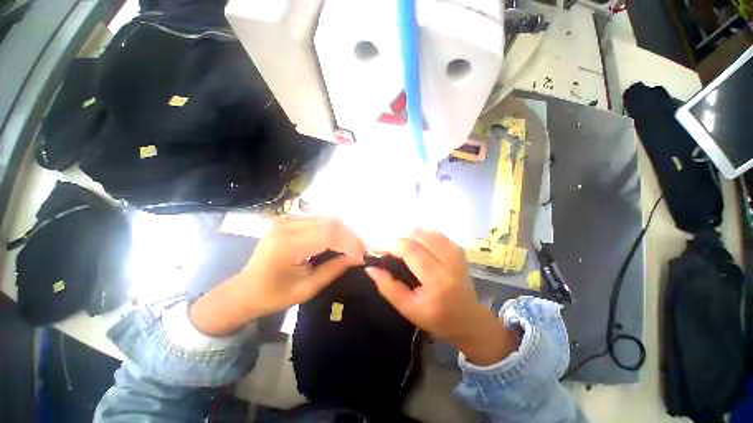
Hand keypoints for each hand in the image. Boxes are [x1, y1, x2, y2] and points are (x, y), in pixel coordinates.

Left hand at [190, 217, 364, 335]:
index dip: (349, 244)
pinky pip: (320, 221)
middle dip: (350, 236)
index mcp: (287, 244)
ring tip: (353, 247)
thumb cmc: (273, 295)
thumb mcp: (307, 289)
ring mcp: (288, 220)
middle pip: (330, 222)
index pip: (328, 234)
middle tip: (360, 251)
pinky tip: (339, 242)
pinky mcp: (290, 221)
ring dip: (344, 232)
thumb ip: (334, 270)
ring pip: (327, 219)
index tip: (362, 257)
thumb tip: (357, 258)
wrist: (245, 289)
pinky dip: (334, 231)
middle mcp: (287, 225)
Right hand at [366, 229, 519, 364]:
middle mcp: (449, 261)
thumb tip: (371, 267)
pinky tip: (415, 245)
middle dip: (398, 239)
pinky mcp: (457, 248)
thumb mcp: (408, 309)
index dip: (390, 245)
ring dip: (408, 235)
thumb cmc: (436, 318)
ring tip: (400, 248)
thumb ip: (387, 287)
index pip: (410, 250)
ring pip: (426, 231)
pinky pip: (434, 233)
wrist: (468, 319)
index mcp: (437, 281)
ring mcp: (456, 252)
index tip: (378, 249)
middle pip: (418, 236)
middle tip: (388, 250)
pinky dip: (420, 235)